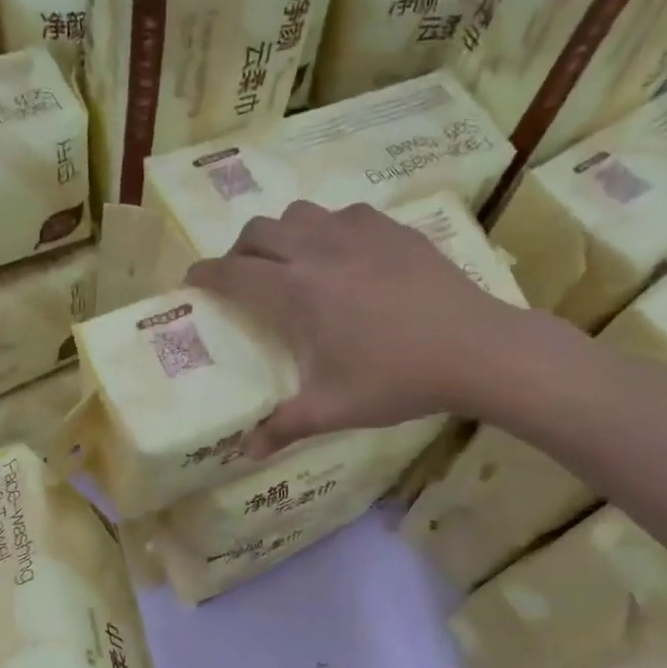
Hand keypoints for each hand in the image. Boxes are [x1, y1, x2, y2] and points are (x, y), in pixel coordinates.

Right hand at [188, 200, 550, 460]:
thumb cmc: (396, 380)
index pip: (233, 273)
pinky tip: (340, 256)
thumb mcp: (332, 410)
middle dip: (238, 251)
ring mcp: (357, 234)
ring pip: (300, 214)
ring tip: (288, 263)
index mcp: (296, 293)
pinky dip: (325, 229)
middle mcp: (318, 252)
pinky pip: (342, 214)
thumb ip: (283, 427)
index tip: (191, 282)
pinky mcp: (391, 229)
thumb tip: (246, 453)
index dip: (205, 275)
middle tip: (240, 278)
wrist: (475, 349)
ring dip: (281, 234)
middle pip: (259, 232)